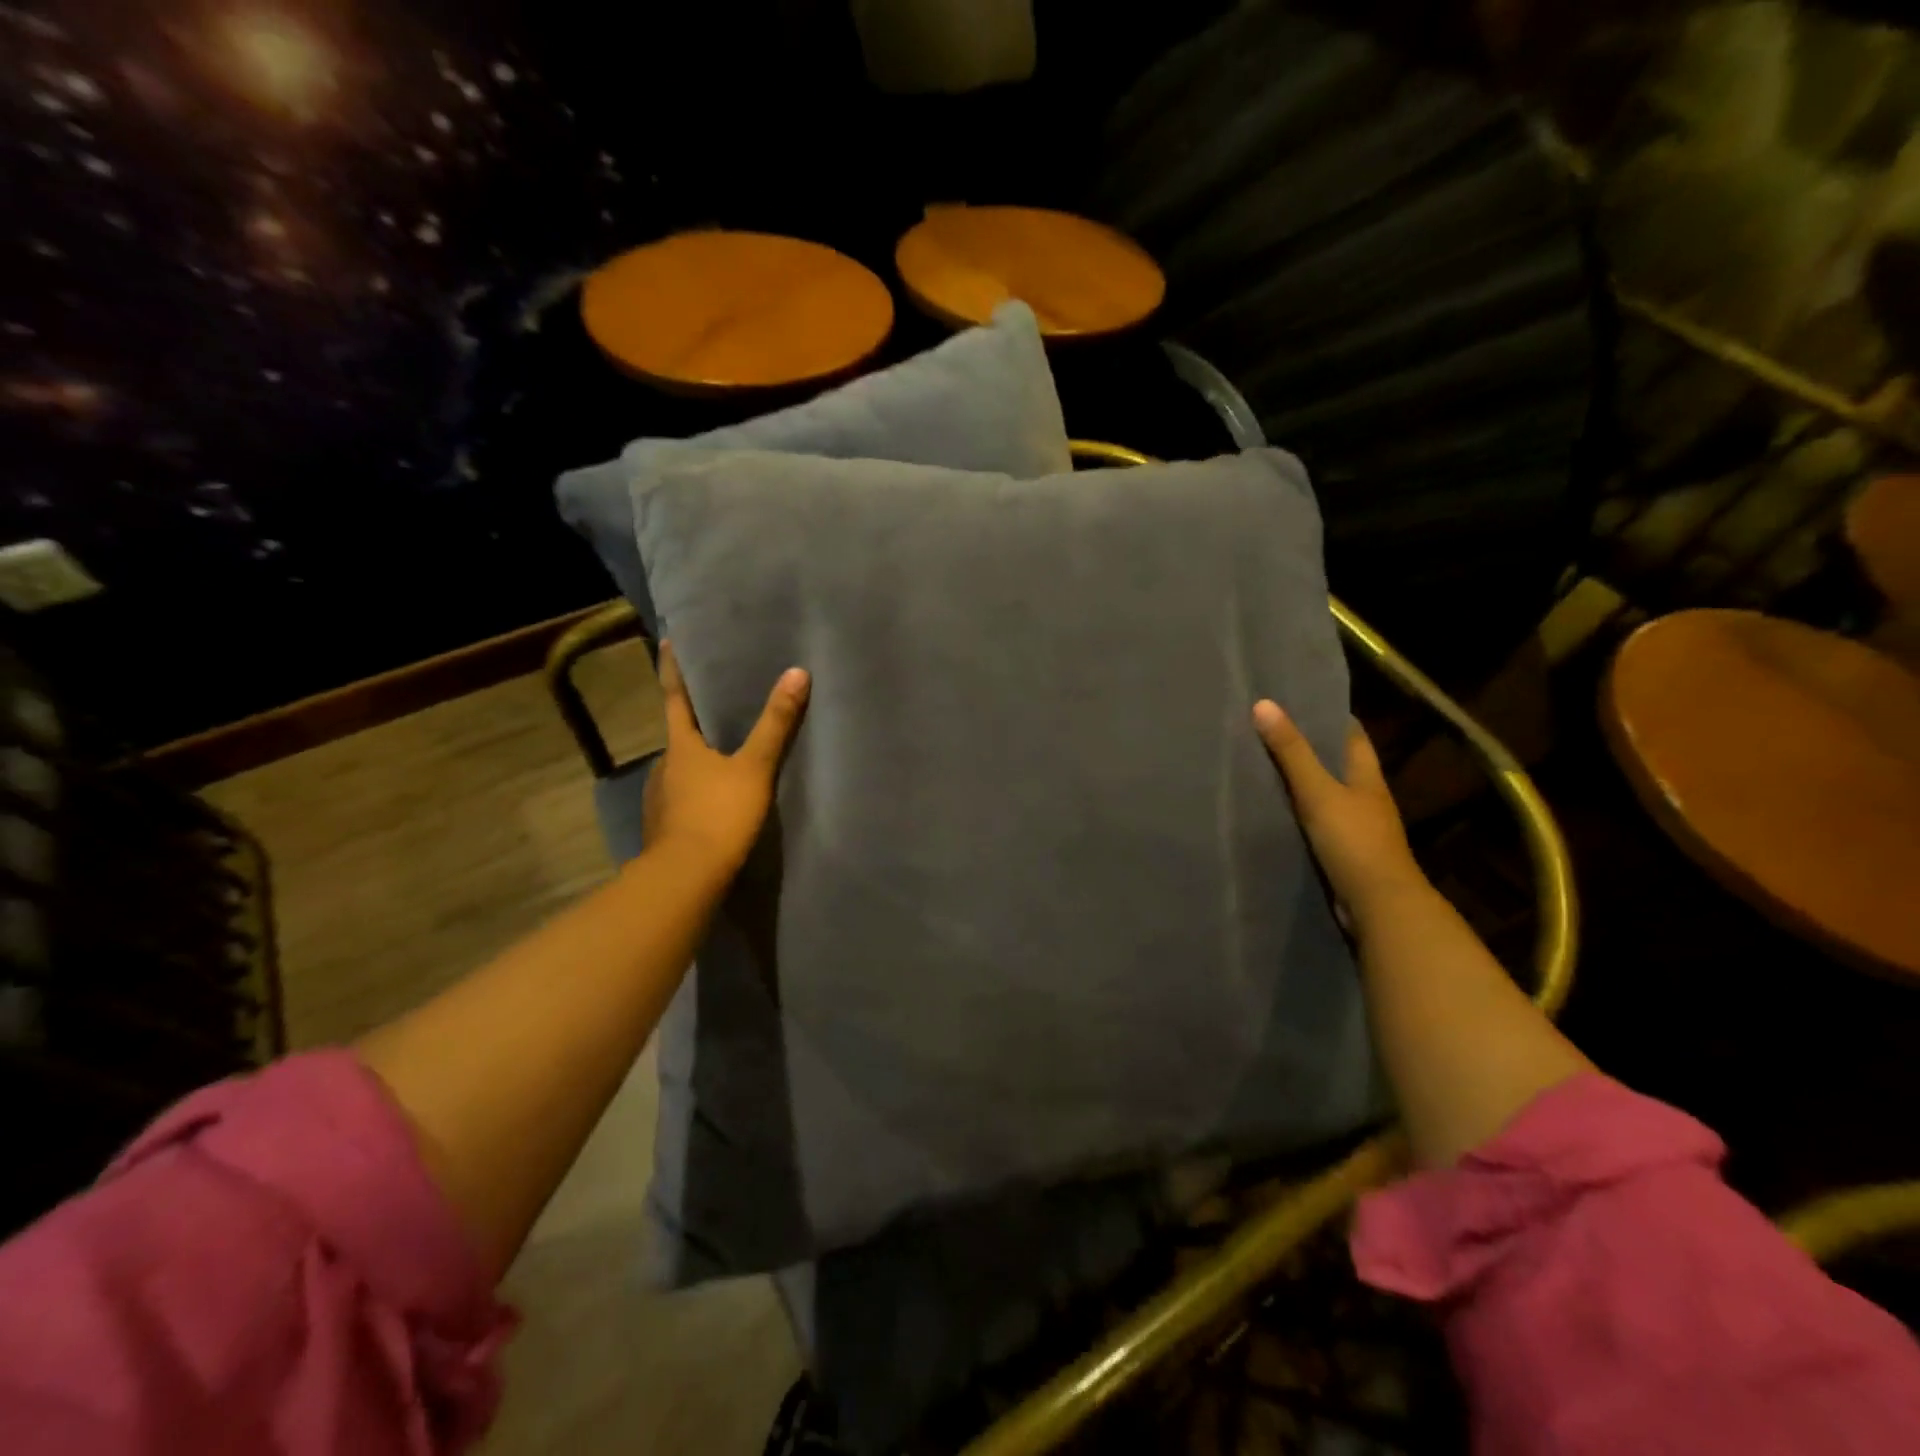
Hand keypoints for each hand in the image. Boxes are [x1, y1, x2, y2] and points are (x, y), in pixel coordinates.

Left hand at [642, 642, 809, 877]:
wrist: (686, 878)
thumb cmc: (719, 813)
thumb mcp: (755, 768)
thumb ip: (776, 724)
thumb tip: (797, 673)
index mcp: (680, 746)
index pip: (676, 698)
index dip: (673, 669)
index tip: (667, 641)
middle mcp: (663, 768)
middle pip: (679, 737)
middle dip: (694, 723)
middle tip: (716, 710)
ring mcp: (659, 800)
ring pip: (680, 771)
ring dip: (697, 762)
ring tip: (722, 760)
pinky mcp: (664, 829)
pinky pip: (682, 800)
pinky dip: (697, 793)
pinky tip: (714, 803)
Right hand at [1252, 701, 1428, 923]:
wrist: (1378, 906)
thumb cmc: (1354, 841)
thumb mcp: (1318, 791)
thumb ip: (1291, 752)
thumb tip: (1264, 704)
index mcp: (1367, 777)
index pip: (1352, 736)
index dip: (1330, 717)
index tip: (1299, 702)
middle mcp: (1365, 798)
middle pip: (1337, 765)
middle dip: (1310, 749)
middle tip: (1270, 732)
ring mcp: (1356, 828)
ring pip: (1326, 796)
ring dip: (1302, 784)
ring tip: (1263, 768)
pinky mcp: (1343, 854)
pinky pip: (1317, 825)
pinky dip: (1298, 815)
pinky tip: (1274, 813)